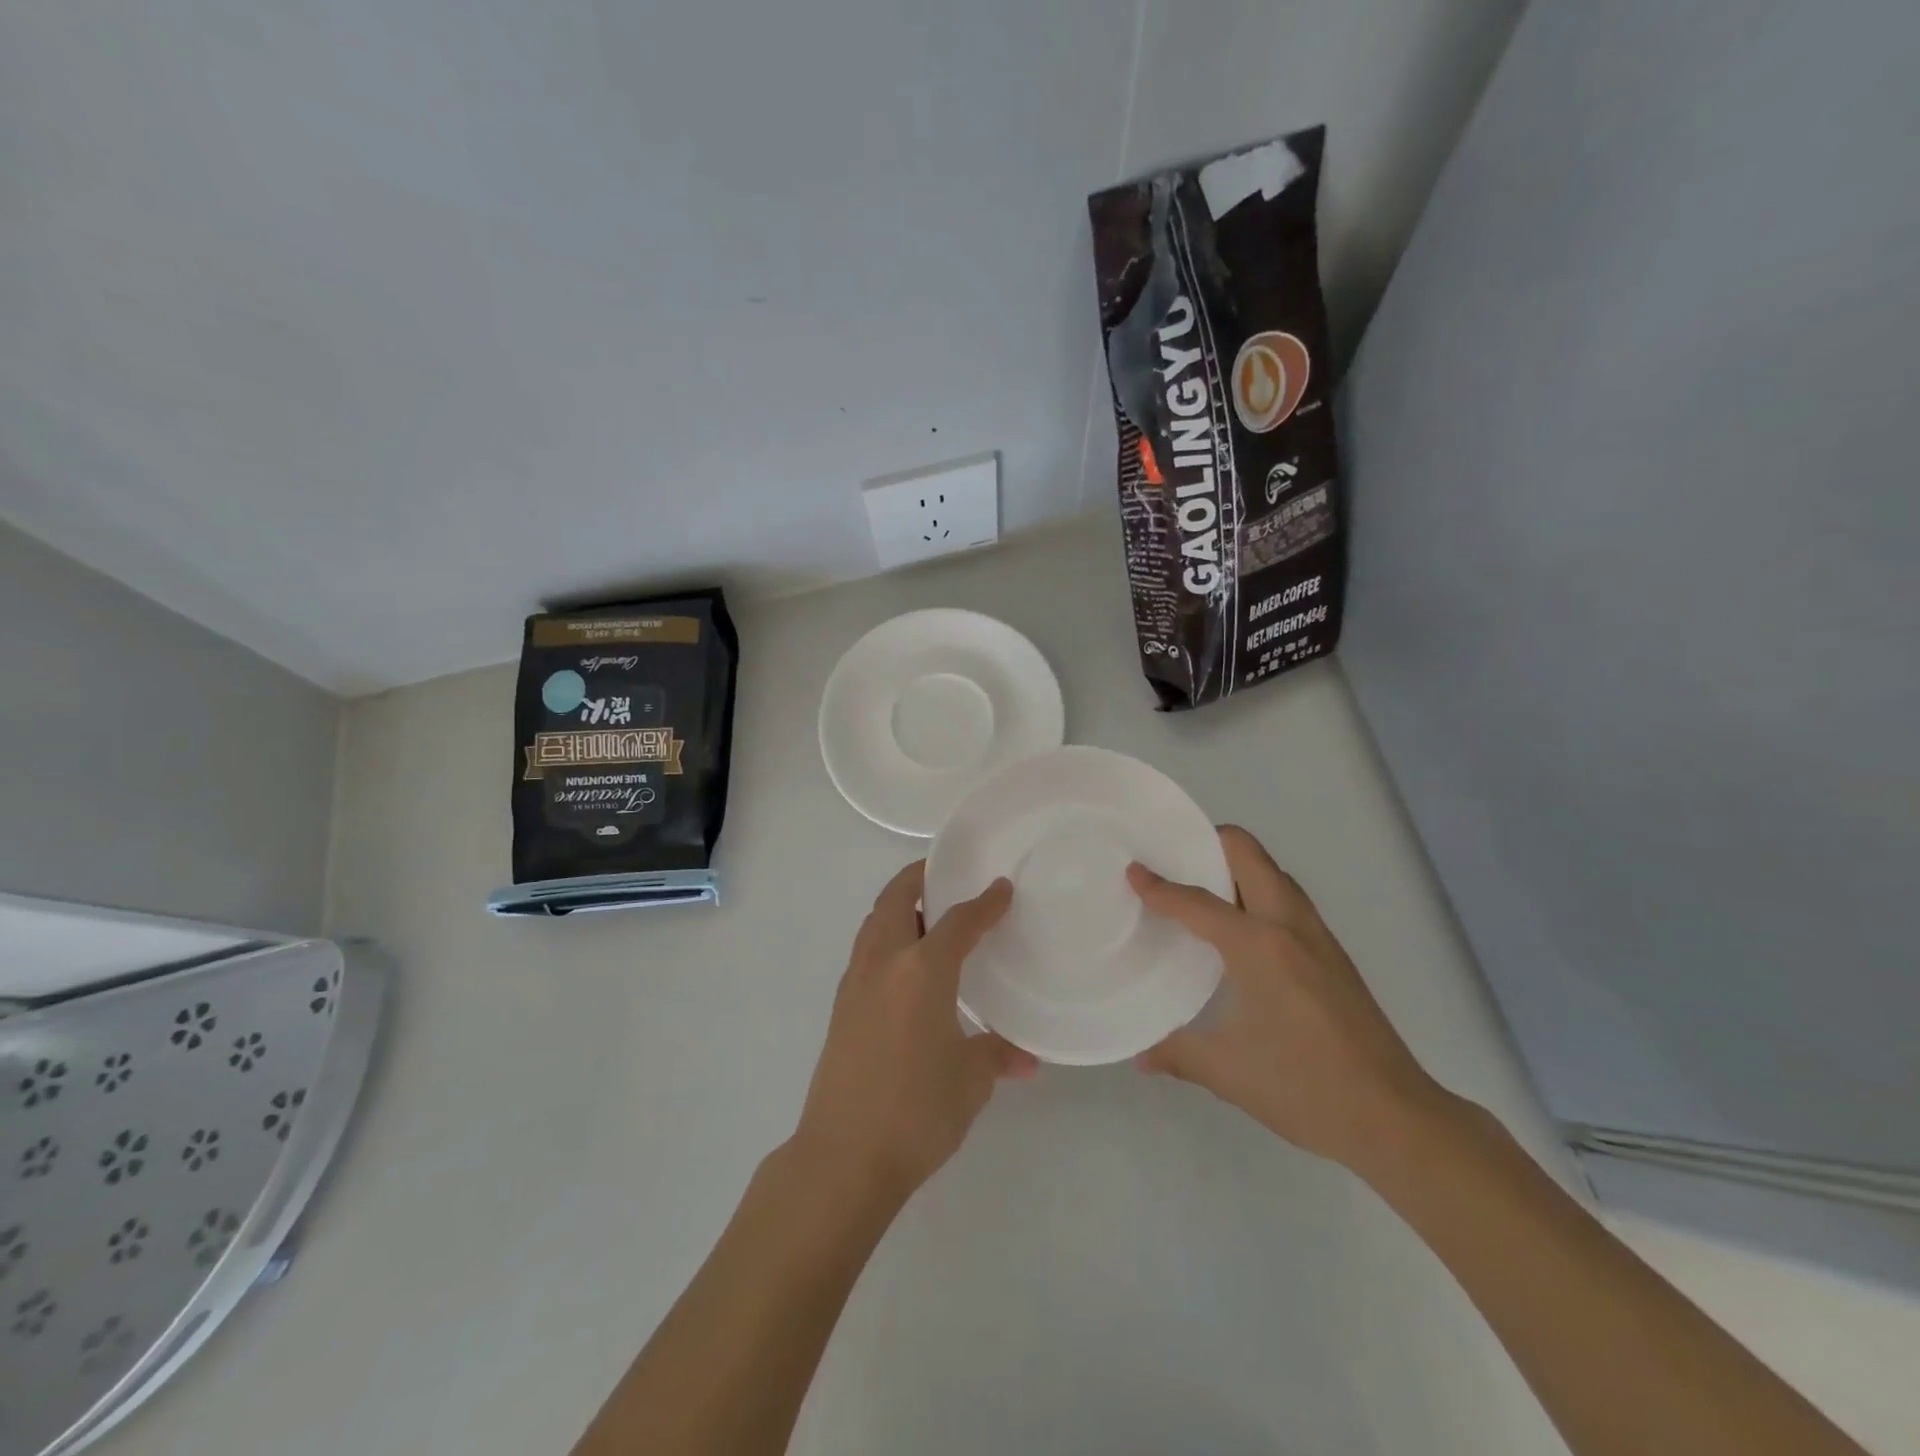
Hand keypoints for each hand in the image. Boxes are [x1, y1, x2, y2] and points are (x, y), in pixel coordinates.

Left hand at [792, 861, 1037, 1202]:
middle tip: (947, 876)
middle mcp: (884, 963)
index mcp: (922, 970)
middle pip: (896, 898)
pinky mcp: (841, 1006)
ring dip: (898, 906)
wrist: (843, 1158)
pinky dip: (886, 937)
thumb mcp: (970, 1081)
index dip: (984, 903)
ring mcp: (856, 982)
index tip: (1002, 888)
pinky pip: (866, 950)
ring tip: (927, 915)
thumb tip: (1026, 1059)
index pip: (958, 921)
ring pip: (874, 922)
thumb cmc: (917, 1112)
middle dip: (920, 878)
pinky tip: (906, 966)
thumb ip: (996, 1056)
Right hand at [1128, 826, 1446, 1174]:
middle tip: (1173, 860)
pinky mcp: (1334, 954)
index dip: (1160, 886)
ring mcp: (1318, 937)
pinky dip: (1259, 891)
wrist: (1395, 1117)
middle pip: (1249, 854)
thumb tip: (1141, 1055)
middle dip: (1209, 844)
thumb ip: (1178, 1053)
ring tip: (1201, 889)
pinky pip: (1288, 899)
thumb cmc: (1304, 1087)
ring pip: (1274, 873)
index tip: (1133, 871)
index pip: (1199, 902)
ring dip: (1238, 866)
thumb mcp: (1228, 1071)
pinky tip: (1240, 931)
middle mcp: (1290, 926)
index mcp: (1259, 945)